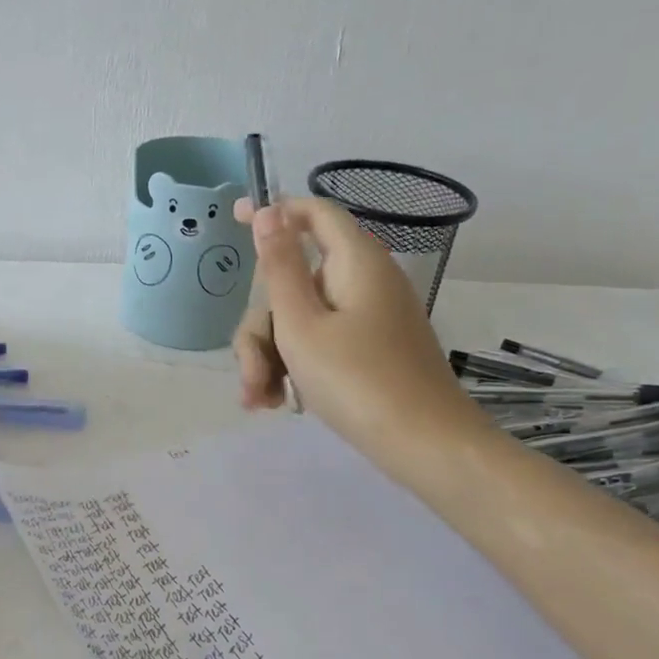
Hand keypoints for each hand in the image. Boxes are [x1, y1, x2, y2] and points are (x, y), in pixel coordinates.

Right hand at [233, 197, 481, 456]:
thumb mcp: (301, 325)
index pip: (314, 213)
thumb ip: (280, 267)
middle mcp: (363, 282)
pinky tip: (277, 402)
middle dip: (262, 326)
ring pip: (301, 318)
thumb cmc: (356, 381)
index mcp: (355, 262)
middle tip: (252, 374)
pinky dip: (295, 366)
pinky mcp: (370, 349)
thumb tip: (268, 211)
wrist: (424, 446)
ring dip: (271, 355)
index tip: (234, 218)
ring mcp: (368, 318)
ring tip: (261, 401)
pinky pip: (321, 342)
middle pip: (294, 281)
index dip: (274, 211)